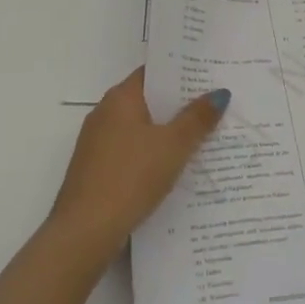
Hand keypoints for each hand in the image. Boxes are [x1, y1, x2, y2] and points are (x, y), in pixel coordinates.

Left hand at [48, 69, 227, 261]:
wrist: (85, 231)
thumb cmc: (131, 177)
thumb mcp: (173, 146)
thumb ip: (197, 118)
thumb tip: (219, 93)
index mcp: (120, 98)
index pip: (153, 73)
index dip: (181, 72)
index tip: (209, 75)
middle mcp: (105, 113)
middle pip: (148, 100)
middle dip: (179, 104)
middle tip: (215, 105)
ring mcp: (98, 143)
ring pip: (141, 128)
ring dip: (167, 132)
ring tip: (204, 136)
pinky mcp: (97, 170)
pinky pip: (132, 151)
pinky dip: (153, 154)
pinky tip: (176, 167)